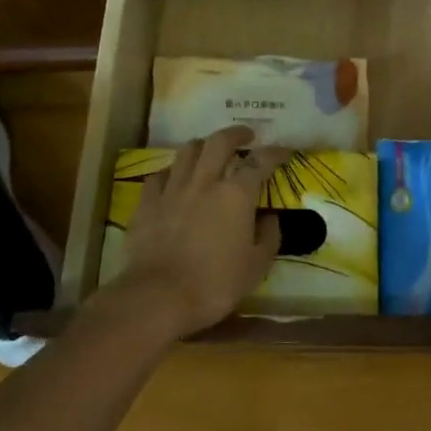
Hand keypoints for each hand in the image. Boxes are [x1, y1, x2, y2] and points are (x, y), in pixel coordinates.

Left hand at [117, 126, 288, 338]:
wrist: (158, 297)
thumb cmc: (215, 284)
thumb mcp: (256, 267)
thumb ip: (269, 237)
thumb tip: (270, 218)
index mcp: (236, 195)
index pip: (260, 161)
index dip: (274, 152)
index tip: (283, 150)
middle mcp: (205, 182)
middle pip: (219, 142)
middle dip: (235, 133)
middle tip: (245, 135)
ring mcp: (173, 189)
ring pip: (188, 151)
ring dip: (203, 146)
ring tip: (209, 151)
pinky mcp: (147, 203)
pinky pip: (159, 175)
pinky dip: (171, 172)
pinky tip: (174, 179)